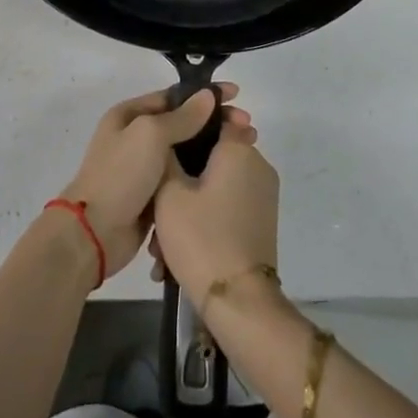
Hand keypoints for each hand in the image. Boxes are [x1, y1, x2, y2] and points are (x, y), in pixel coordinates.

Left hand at [58, 84, 249, 278]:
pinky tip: (227, 176)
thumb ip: (182, 117)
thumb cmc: (121, 175)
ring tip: (246, 149)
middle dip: (215, 123)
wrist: (95, 232)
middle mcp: (136, 137)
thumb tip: (207, 96)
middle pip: (183, 124)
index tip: (236, 95)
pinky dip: (204, 175)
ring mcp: (145, 168)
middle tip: (249, 127)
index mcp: (130, 115)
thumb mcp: (150, 135)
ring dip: (213, 149)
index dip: (204, 94)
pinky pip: (184, 178)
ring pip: (186, 152)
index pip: (174, 97)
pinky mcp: (154, 196)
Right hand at [152, 125, 278, 308]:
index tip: (163, 141)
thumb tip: (168, 136)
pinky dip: (203, 219)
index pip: (214, 116)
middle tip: (154, 205)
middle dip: (181, 176)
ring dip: (188, 205)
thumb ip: (166, 155)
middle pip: (212, 155)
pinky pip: (226, 206)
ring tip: (160, 243)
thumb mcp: (168, 193)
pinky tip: (175, 254)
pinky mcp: (261, 221)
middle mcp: (257, 165)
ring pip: (216, 185)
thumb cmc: (200, 236)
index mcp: (238, 149)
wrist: (238, 300)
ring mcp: (263, 195)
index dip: (186, 123)